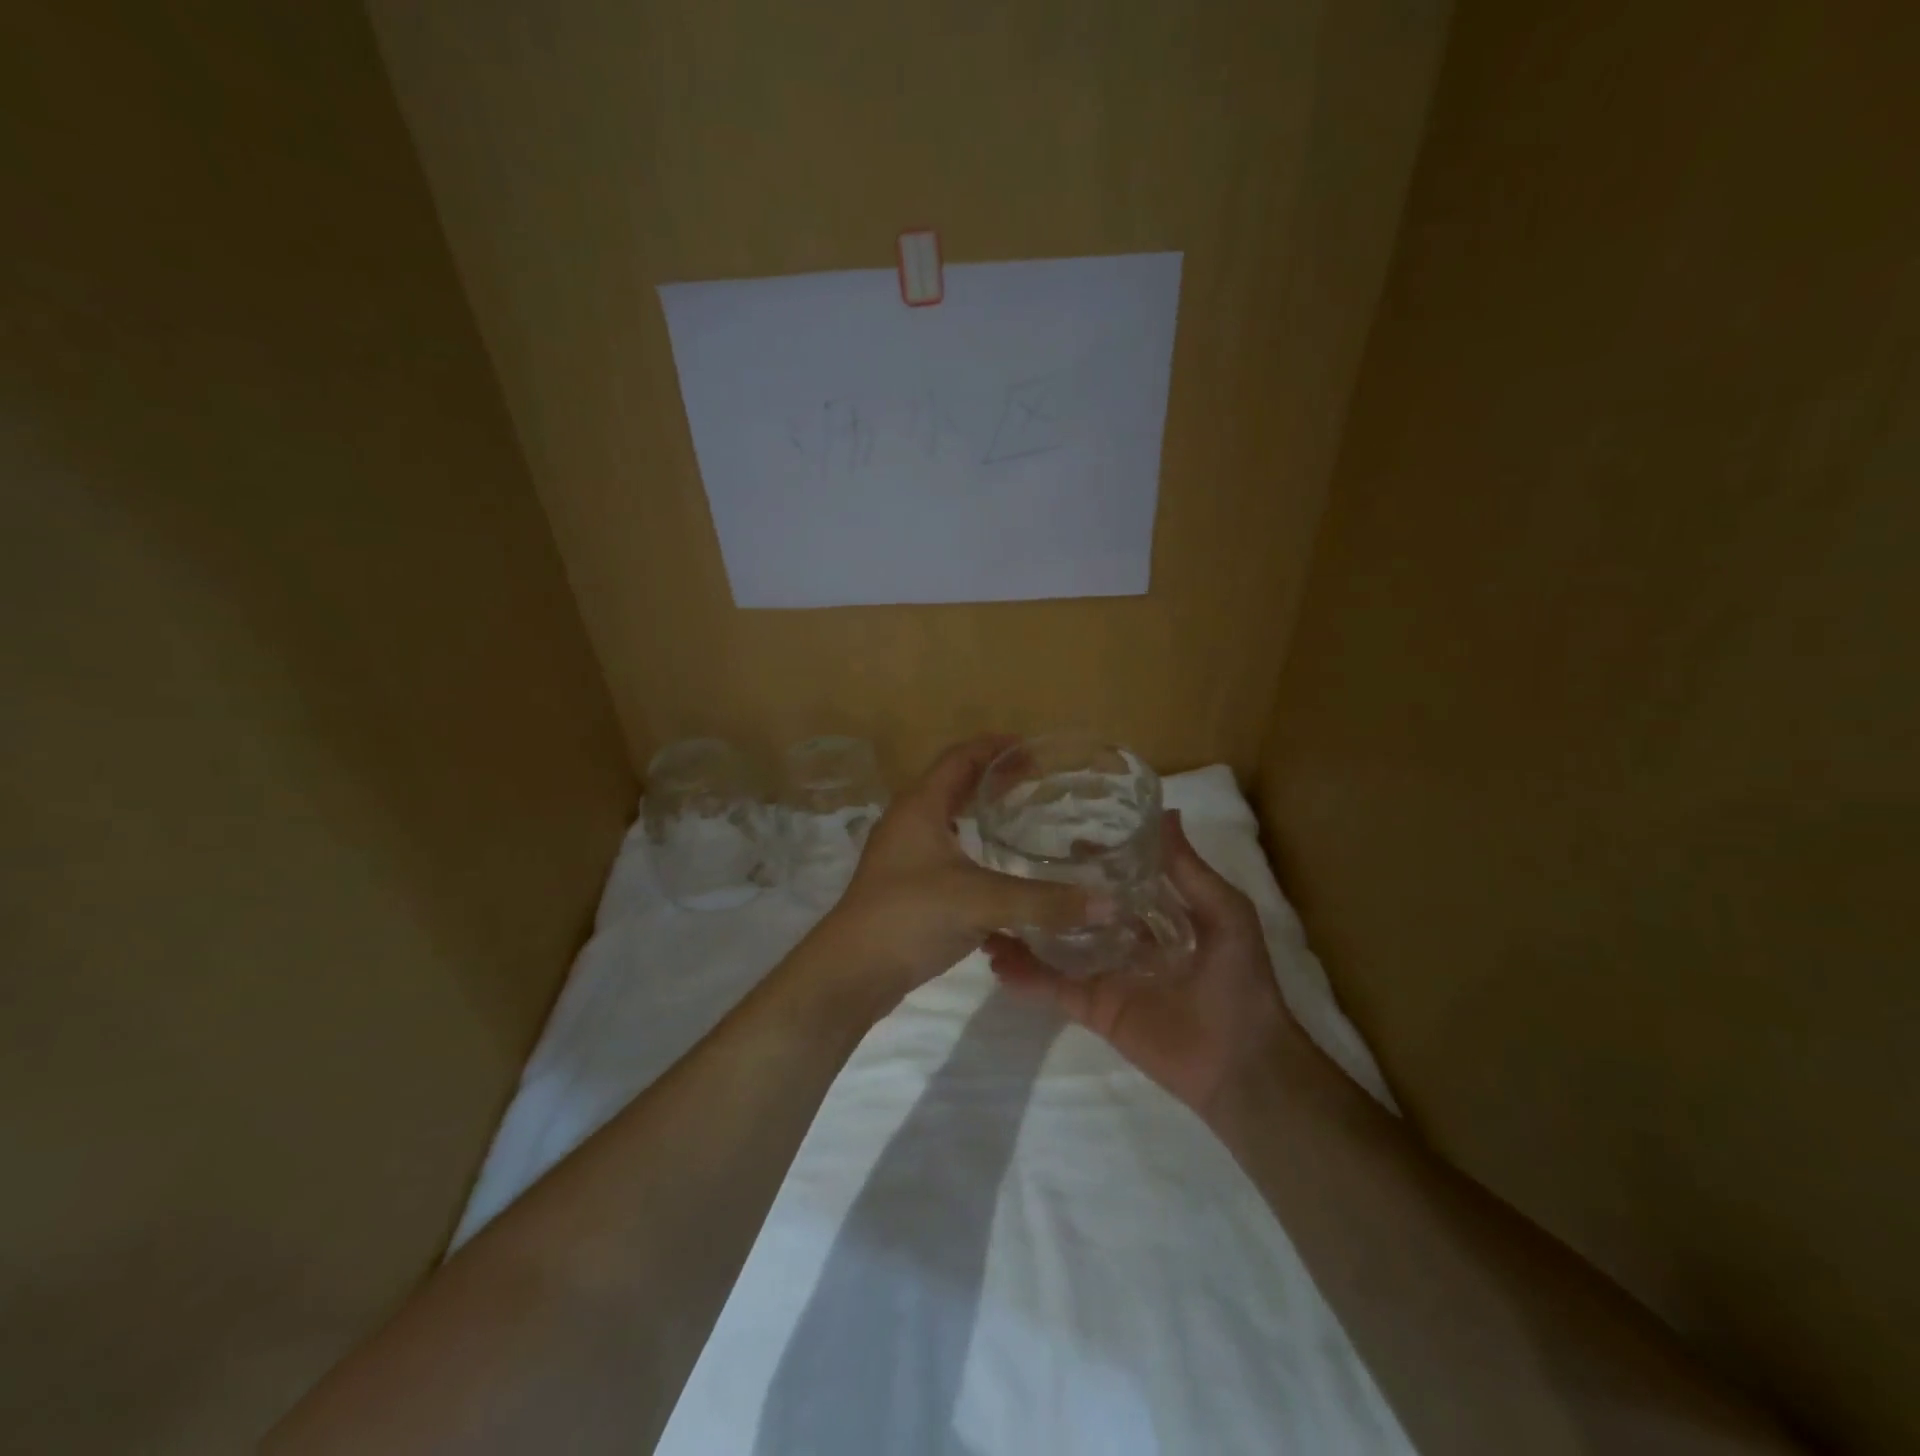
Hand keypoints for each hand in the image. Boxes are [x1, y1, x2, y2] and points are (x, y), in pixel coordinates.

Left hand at [809, 736, 1106, 1003]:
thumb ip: (1043, 901)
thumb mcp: (981, 901)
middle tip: (1037, 781)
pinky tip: (1002, 871)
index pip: (959, 758)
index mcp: (920, 806)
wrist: (853, 971)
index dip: (994, 746)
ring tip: (1023, 819)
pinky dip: (975, 851)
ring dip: (982, 815)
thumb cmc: (910, 915)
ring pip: (950, 821)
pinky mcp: (908, 886)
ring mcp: (905, 855)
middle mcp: (910, 822)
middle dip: (994, 779)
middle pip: (955, 785)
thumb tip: (1107, 904)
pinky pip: (947, 854)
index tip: (1032, 747)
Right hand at [986, 810, 1296, 1119]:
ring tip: (986, 913)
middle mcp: (1124, 941)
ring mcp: (1105, 974)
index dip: (1089, 860)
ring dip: (1025, 933)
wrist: (1242, 1063)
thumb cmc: (1239, 981)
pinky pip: (1054, 988)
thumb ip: (1189, 870)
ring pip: (1057, 947)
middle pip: (1077, 911)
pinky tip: (997, 960)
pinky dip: (1026, 977)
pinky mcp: (1093, 1007)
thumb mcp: (1225, 913)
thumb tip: (1166, 812)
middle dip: (1046, 893)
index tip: (1057, 836)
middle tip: (1005, 868)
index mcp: (1155, 917)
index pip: (1114, 881)